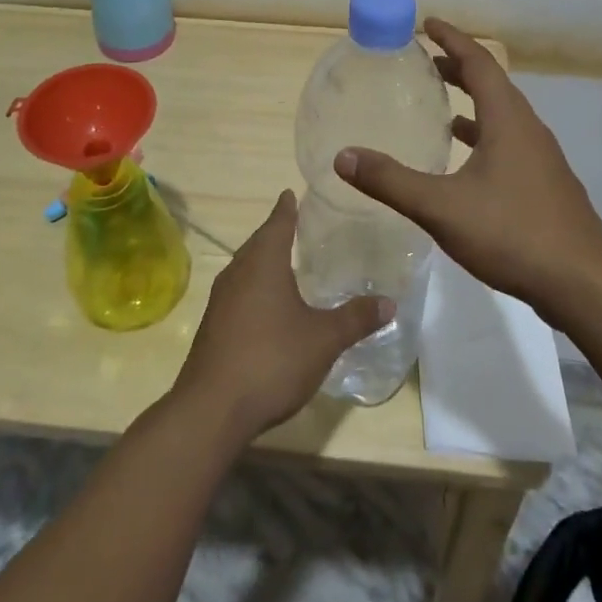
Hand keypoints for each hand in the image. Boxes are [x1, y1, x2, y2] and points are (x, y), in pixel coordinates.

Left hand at [173, 191, 392, 442]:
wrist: (212, 408)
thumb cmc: (272, 360)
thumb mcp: (324, 339)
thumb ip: (356, 318)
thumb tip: (389, 302)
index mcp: (263, 263)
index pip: (277, 223)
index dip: (286, 209)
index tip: (291, 194)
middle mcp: (238, 273)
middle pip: (257, 243)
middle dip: (275, 233)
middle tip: (295, 225)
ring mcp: (220, 300)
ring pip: (245, 268)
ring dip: (262, 261)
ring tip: (283, 262)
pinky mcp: (213, 326)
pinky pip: (237, 292)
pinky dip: (253, 287)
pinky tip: (266, 305)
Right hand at [334, 18, 601, 322]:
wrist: (583, 282)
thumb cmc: (513, 232)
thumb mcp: (442, 207)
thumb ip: (391, 181)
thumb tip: (343, 157)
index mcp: (508, 119)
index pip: (479, 62)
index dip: (452, 39)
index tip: (428, 24)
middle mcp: (527, 128)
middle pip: (492, 83)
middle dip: (458, 67)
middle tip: (424, 61)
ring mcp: (540, 156)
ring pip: (502, 114)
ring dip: (471, 100)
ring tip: (440, 104)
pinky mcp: (543, 182)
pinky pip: (508, 140)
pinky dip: (482, 134)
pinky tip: (464, 158)